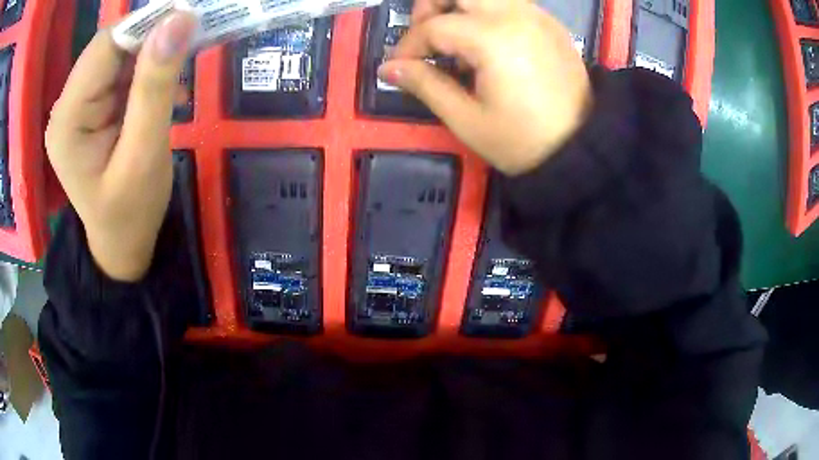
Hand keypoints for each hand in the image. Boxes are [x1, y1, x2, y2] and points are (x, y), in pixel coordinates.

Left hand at [45, 13, 196, 281]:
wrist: (122, 245)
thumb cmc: (131, 213)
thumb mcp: (145, 154)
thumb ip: (155, 87)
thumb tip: (179, 20)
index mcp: (68, 120)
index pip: (105, 46)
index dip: (146, 27)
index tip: (188, 22)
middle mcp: (67, 106)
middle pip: (111, 47)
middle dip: (151, 42)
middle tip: (189, 48)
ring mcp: (78, 107)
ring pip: (120, 56)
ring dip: (153, 58)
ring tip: (177, 81)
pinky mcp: (91, 108)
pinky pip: (122, 73)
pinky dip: (148, 72)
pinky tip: (165, 91)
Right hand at [378, 0, 592, 175]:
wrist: (582, 150)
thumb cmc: (524, 141)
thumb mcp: (467, 120)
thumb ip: (425, 85)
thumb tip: (388, 68)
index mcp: (493, 38)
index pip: (434, 26)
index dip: (409, 46)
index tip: (400, 68)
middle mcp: (516, 14)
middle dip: (432, 6)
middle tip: (426, 36)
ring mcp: (537, 16)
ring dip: (460, 7)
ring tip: (455, 41)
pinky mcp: (550, 24)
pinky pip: (509, 3)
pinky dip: (487, 13)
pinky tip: (487, 44)